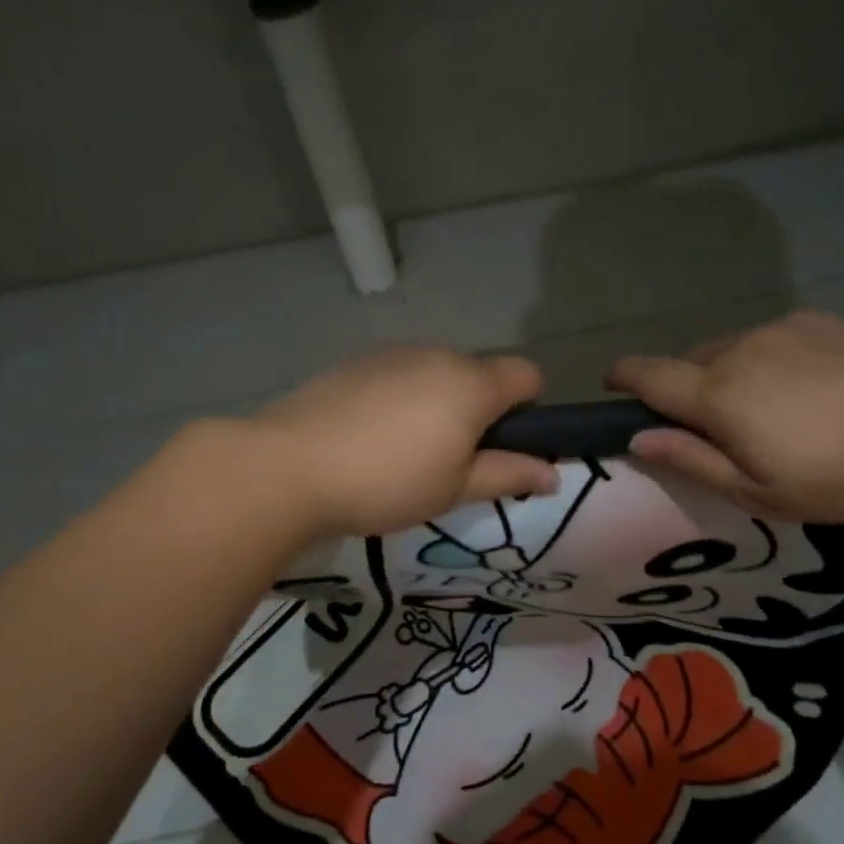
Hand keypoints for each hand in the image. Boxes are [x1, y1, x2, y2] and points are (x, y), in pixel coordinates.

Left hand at [252, 347, 557, 537]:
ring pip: (436, 374)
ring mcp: (392, 354)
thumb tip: (555, 474)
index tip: (502, 447)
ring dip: (437, 404)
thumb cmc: (387, 482)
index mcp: (471, 383)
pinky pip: (398, 376)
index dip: (528, 409)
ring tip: (402, 453)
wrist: (289, 466)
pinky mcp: (355, 362)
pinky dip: (399, 399)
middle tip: (450, 462)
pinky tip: (368, 437)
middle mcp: (437, 355)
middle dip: (478, 411)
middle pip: (479, 374)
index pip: (527, 374)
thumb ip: (509, 474)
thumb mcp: (455, 488)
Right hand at [606, 311, 843, 522]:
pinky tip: (805, 388)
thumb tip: (639, 439)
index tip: (612, 384)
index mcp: (718, 394)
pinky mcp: (819, 321)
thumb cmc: (842, 476)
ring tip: (765, 410)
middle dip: (683, 388)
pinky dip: (765, 360)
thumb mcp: (759, 492)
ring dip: (726, 374)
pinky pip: (769, 339)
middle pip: (688, 362)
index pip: (648, 375)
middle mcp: (739, 349)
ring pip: (729, 348)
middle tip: (711, 427)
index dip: (623, 377)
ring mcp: (781, 329)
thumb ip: (692, 461)